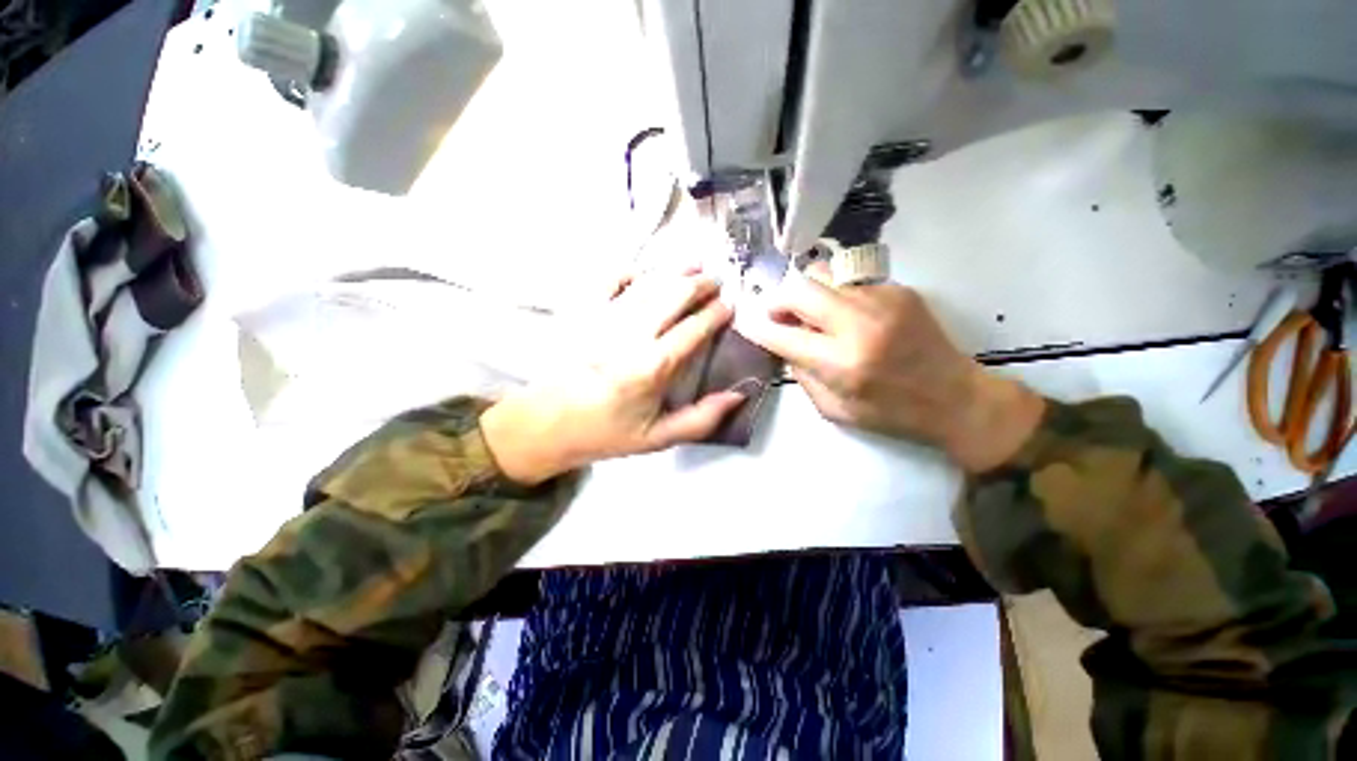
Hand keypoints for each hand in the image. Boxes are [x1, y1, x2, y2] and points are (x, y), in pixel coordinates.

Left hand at [481, 268, 744, 483]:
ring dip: (674, 270)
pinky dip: (630, 272)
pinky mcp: (583, 313)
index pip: (694, 328)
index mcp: (652, 367)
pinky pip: (609, 280)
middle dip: (700, 283)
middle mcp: (630, 334)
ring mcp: (604, 318)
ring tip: (694, 265)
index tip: (730, 306)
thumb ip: (701, 419)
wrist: (547, 424)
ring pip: (647, 282)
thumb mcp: (658, 438)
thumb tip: (738, 394)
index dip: (716, 313)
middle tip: (716, 281)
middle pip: (673, 294)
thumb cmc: (606, 433)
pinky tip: (643, 273)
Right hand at [737, 267, 1043, 471]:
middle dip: (778, 300)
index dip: (755, 327)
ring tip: (813, 312)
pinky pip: (848, 280)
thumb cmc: (890, 413)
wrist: (955, 397)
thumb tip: (783, 344)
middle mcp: (857, 323)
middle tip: (780, 316)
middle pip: (798, 288)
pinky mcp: (897, 289)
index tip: (744, 323)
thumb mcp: (833, 410)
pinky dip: (835, 293)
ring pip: (821, 273)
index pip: (780, 335)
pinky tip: (845, 313)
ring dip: (806, 293)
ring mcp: (880, 299)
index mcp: (840, 362)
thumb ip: (802, 374)